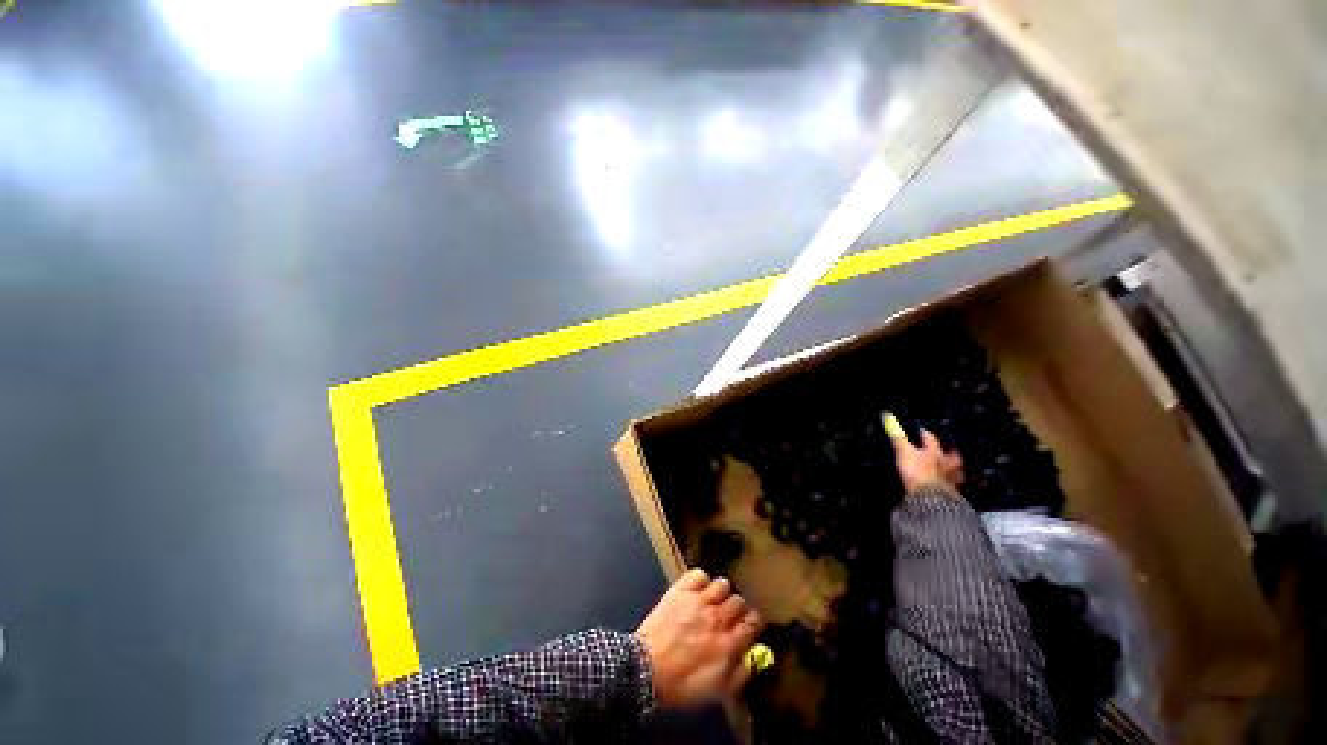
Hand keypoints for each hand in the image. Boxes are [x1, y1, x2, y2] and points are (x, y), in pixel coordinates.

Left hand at [635, 569, 763, 708]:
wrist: (645, 669)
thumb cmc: (681, 685)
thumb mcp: (716, 691)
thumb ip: (739, 674)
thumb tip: (753, 660)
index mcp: (728, 643)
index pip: (754, 621)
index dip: (754, 622)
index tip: (749, 626)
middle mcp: (718, 617)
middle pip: (739, 601)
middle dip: (737, 608)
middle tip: (728, 616)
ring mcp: (699, 600)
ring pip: (722, 584)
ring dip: (720, 593)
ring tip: (712, 601)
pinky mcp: (681, 589)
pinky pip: (699, 574)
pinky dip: (700, 580)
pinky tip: (696, 590)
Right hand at [883, 413, 963, 494]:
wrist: (932, 501)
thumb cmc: (918, 472)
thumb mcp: (905, 452)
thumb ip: (898, 437)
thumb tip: (888, 417)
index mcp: (936, 452)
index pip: (930, 438)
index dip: (924, 433)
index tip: (920, 430)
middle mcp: (948, 464)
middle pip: (951, 455)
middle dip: (948, 452)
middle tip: (946, 450)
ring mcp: (952, 479)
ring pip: (955, 471)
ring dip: (953, 470)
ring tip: (949, 470)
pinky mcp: (952, 494)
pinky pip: (953, 487)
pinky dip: (951, 485)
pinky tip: (947, 486)